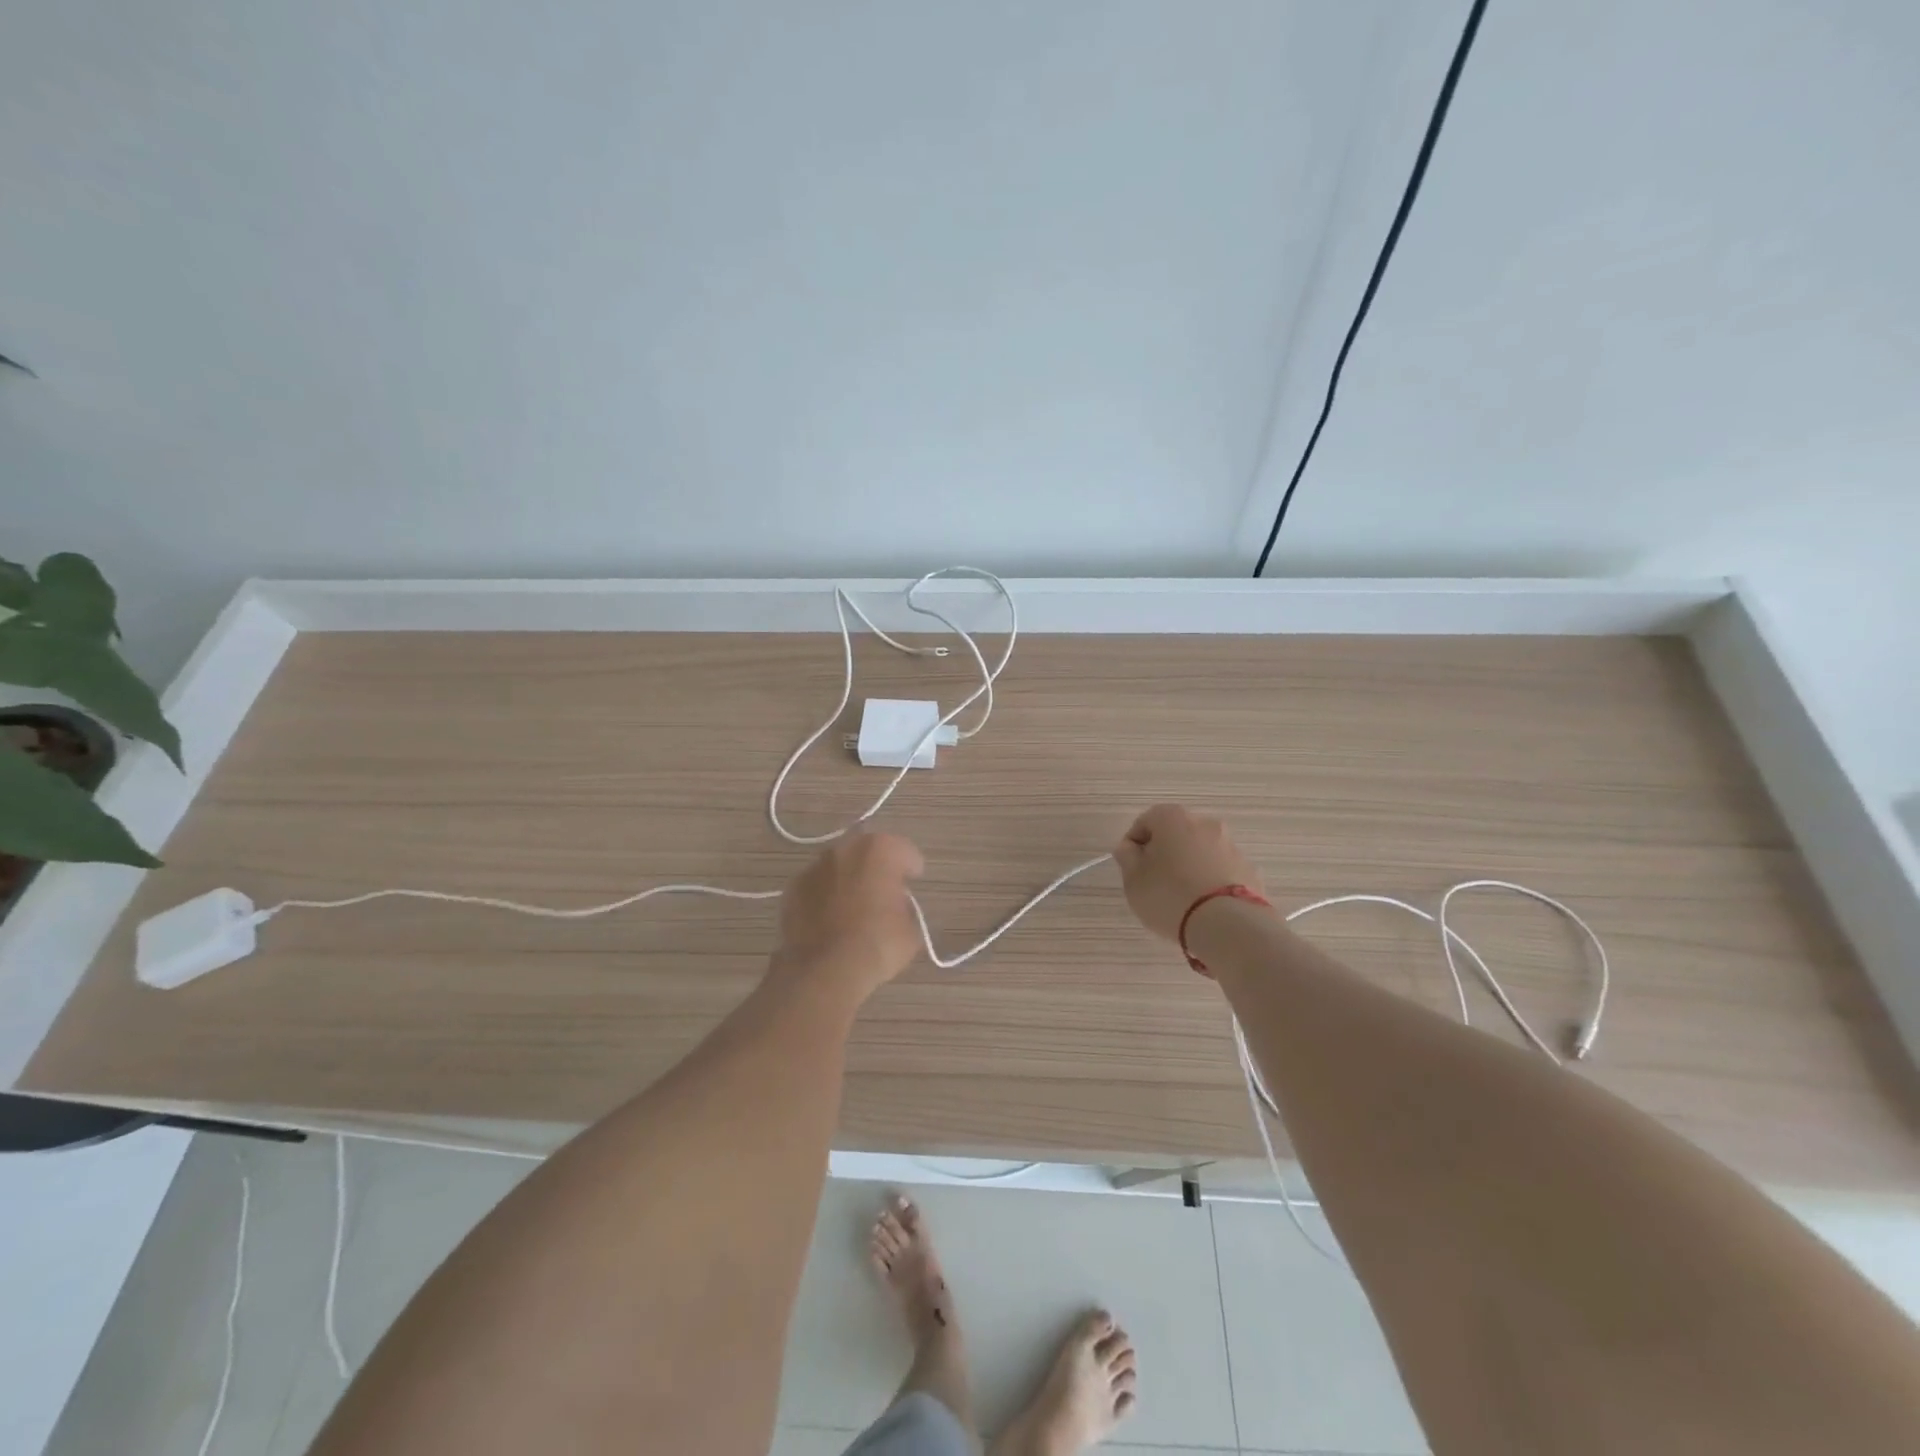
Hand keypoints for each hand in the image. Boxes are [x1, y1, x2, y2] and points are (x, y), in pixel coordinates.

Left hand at [775, 832, 925, 993]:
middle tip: (884, 893)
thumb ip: (904, 905)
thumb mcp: (911, 927)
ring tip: (854, 908)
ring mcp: (814, 867)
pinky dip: (825, 897)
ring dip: (848, 880)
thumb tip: (894, 904)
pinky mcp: (792, 889)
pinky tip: (830, 921)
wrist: (825, 970)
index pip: (903, 850)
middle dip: (876, 868)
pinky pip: (817, 887)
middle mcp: (845, 849)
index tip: (912, 881)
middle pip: (867, 853)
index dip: (911, 867)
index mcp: (879, 850)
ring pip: (839, 868)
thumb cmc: (878, 943)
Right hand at [1112, 804, 1265, 942]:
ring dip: (1189, 866)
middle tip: (1154, 881)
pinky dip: (1211, 881)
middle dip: (1164, 853)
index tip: (1131, 867)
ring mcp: (1231, 846)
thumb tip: (1130, 848)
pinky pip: (1221, 871)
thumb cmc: (1169, 896)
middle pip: (1176, 833)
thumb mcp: (1133, 880)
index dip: (1134, 843)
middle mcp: (1205, 824)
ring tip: (1181, 898)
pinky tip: (1204, 906)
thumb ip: (1127, 858)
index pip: (1146, 821)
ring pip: (1201, 852)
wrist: (1227, 925)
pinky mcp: (1249, 870)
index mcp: (1173, 818)